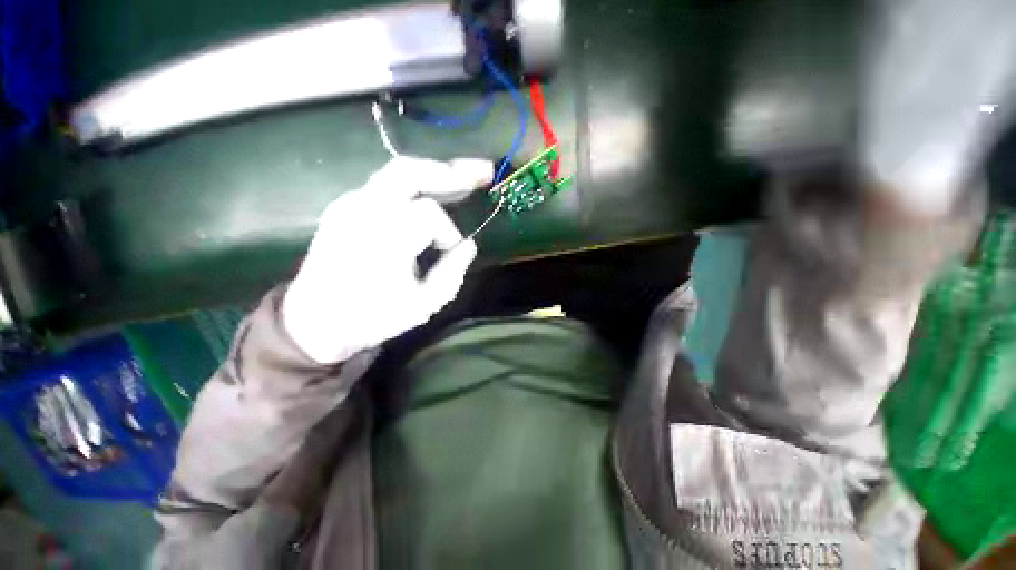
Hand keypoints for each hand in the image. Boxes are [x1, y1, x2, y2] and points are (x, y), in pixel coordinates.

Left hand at [283, 156, 492, 363]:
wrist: (315, 323)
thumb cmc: (372, 317)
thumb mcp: (422, 305)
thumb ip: (451, 273)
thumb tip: (468, 245)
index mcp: (382, 238)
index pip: (429, 215)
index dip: (449, 233)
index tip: (452, 253)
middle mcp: (362, 211)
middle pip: (409, 171)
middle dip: (451, 170)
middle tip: (483, 172)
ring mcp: (349, 204)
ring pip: (397, 172)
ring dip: (434, 172)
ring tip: (463, 177)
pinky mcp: (344, 207)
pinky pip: (386, 185)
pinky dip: (414, 185)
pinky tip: (431, 193)